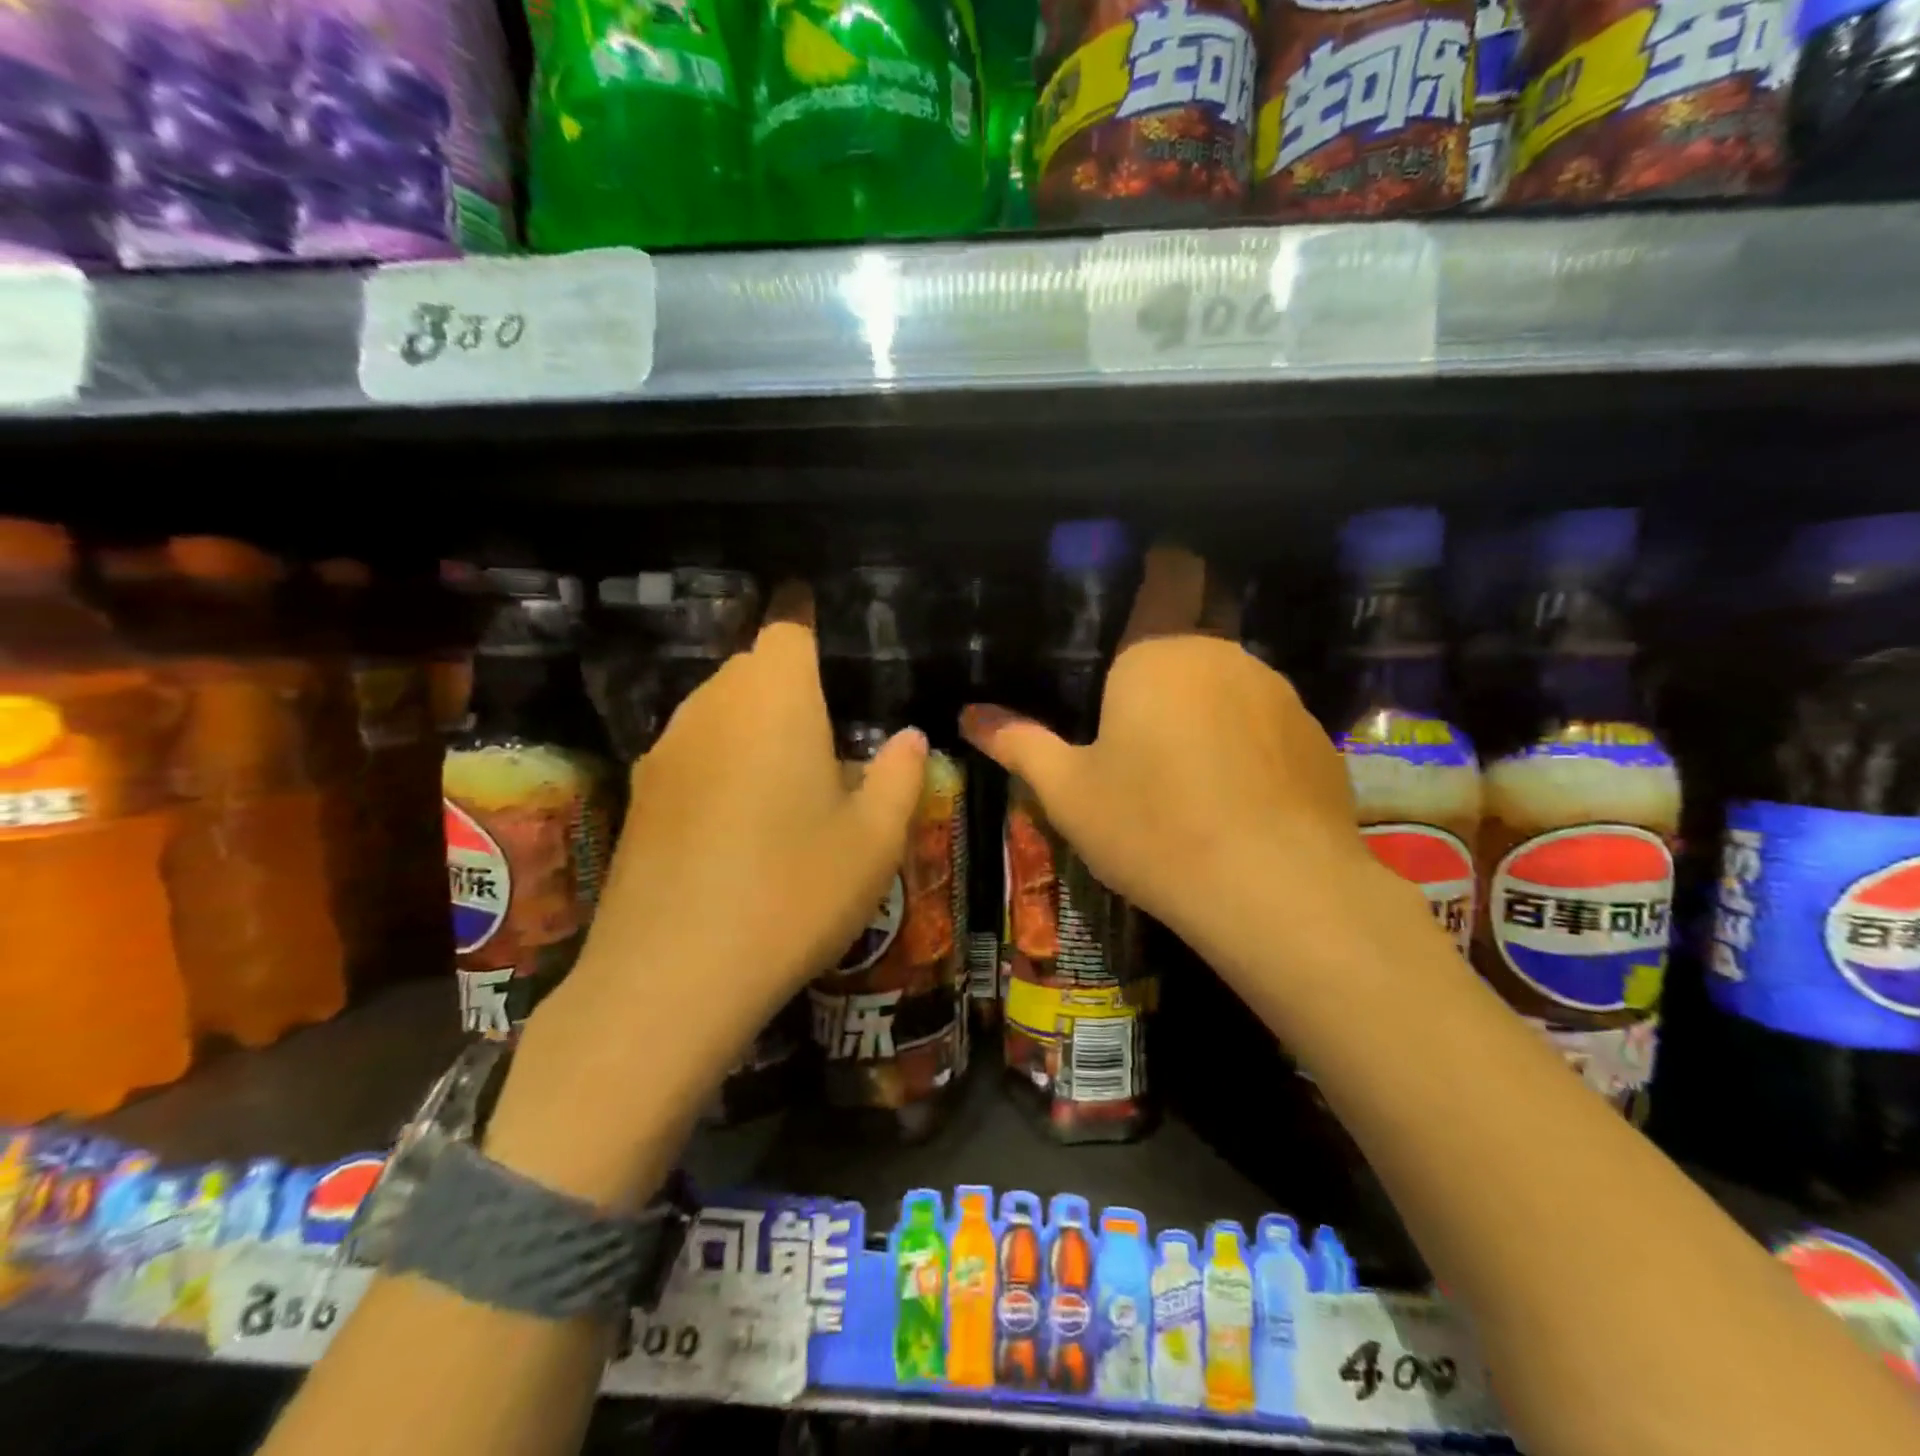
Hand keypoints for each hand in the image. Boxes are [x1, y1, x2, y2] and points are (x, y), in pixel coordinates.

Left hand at [487, 584, 927, 1208]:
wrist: (672, 976)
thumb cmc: (794, 891)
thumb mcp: (873, 840)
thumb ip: (899, 776)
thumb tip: (911, 737)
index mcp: (776, 698)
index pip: (787, 625)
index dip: (803, 611)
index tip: (815, 611)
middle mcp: (713, 706)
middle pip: (751, 667)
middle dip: (787, 681)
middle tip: (827, 729)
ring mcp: (667, 750)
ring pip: (718, 710)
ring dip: (753, 724)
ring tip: (788, 778)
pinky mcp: (640, 796)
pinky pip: (692, 752)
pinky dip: (721, 761)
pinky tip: (740, 820)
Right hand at [960, 546, 1386, 971]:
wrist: (1275, 890)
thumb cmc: (1153, 828)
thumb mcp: (1069, 793)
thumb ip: (1019, 744)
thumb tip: (968, 715)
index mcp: (1157, 654)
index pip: (1170, 574)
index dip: (1162, 565)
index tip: (1148, 572)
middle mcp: (1223, 656)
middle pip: (1201, 627)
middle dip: (1174, 650)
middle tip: (1139, 696)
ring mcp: (1279, 695)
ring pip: (1232, 679)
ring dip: (1207, 701)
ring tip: (1183, 757)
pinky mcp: (1317, 738)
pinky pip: (1267, 723)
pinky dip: (1247, 740)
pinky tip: (1233, 791)